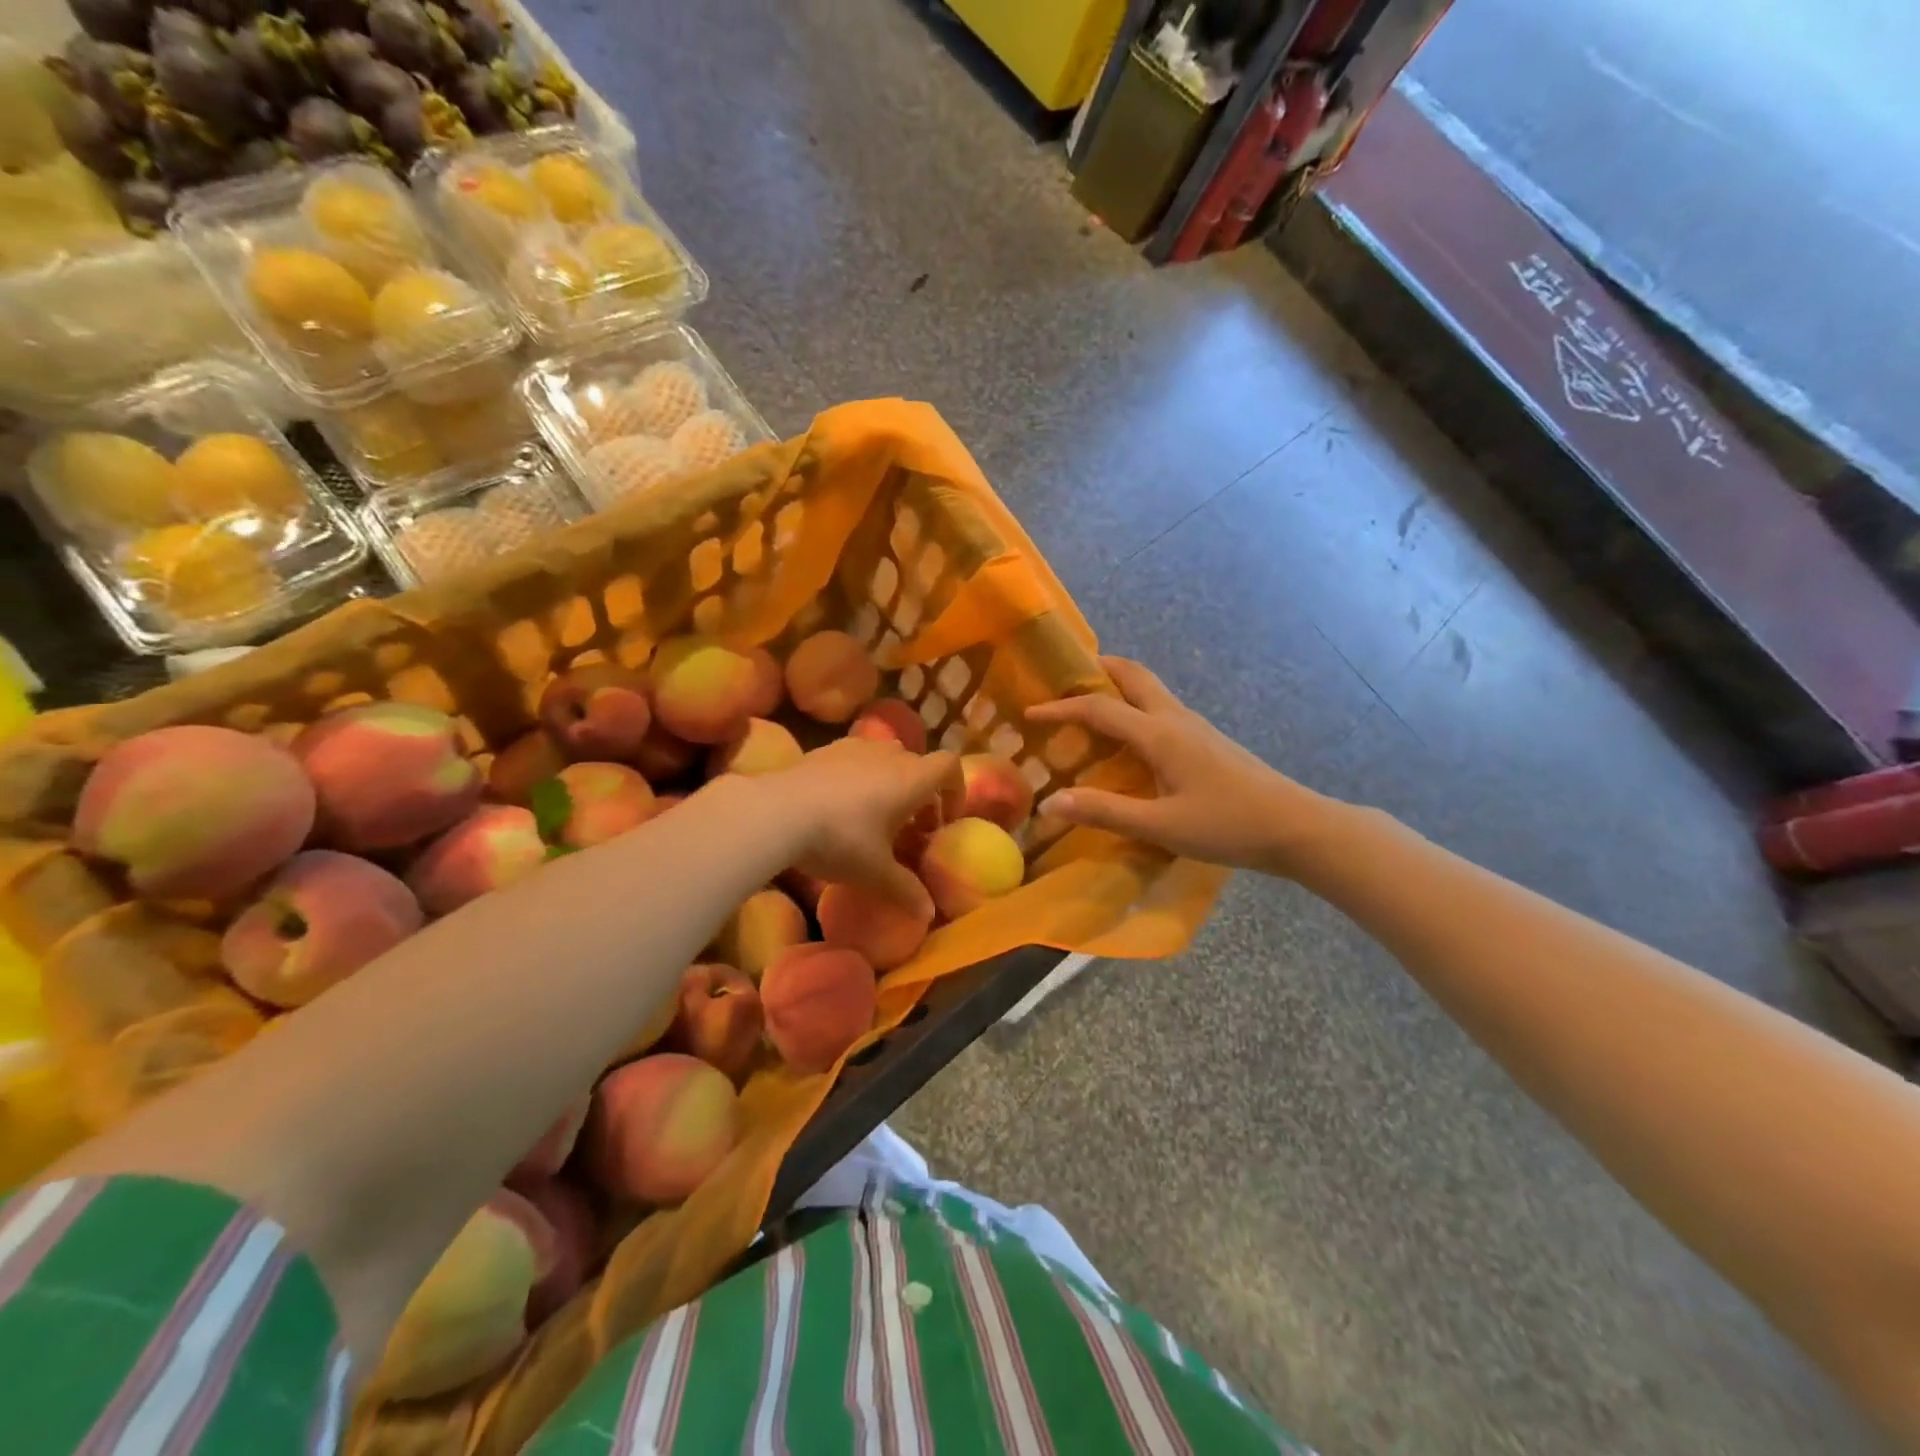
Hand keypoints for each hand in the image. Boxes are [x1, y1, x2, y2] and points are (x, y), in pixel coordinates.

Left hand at [764, 736, 957, 915]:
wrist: (777, 811)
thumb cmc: (840, 840)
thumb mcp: (875, 873)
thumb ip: (906, 890)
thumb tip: (928, 914)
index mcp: (911, 779)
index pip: (949, 766)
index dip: (955, 789)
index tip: (945, 820)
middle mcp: (889, 755)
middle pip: (918, 766)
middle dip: (922, 795)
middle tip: (911, 830)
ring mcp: (856, 747)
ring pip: (887, 759)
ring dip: (891, 783)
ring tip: (875, 816)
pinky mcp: (826, 750)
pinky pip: (856, 758)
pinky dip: (860, 777)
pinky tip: (840, 806)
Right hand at [1026, 656, 1340, 874]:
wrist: (1296, 827)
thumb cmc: (1227, 826)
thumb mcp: (1160, 826)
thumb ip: (1104, 812)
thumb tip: (1050, 802)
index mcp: (1159, 734)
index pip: (1099, 707)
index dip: (1060, 708)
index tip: (1028, 712)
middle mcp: (1176, 719)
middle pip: (1133, 675)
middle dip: (1097, 669)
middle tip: (1065, 678)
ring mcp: (1196, 727)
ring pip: (1150, 690)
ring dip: (1117, 687)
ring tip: (1088, 705)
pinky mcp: (1207, 741)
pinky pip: (1161, 709)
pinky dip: (1134, 708)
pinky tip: (1129, 740)